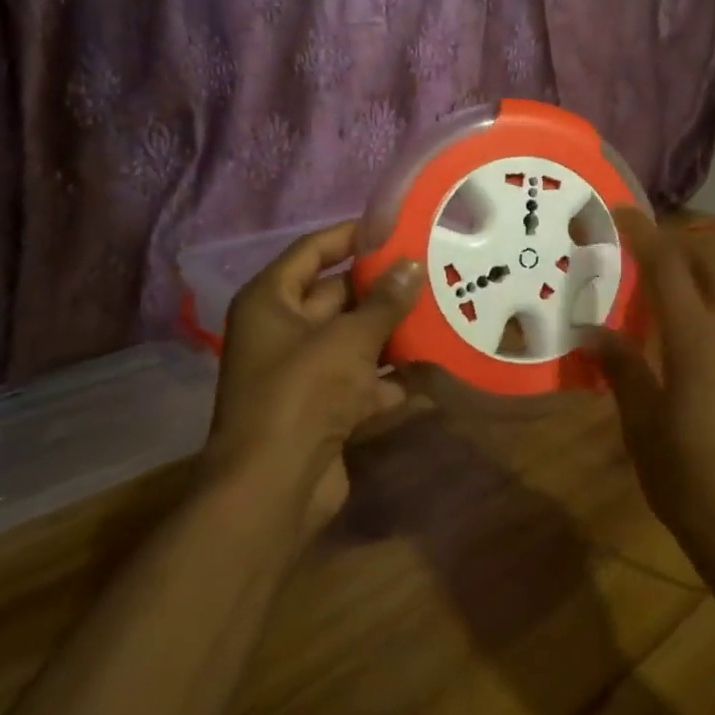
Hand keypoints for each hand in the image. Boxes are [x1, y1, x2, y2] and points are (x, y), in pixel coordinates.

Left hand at [204, 222, 421, 539]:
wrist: (274, 487)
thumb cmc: (303, 393)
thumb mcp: (349, 339)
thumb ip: (384, 301)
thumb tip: (413, 264)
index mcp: (271, 301)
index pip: (313, 251)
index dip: (352, 236)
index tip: (396, 228)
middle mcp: (282, 331)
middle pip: (338, 296)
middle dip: (383, 288)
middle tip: (433, 271)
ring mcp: (302, 372)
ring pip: (354, 340)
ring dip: (393, 333)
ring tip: (443, 311)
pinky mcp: (322, 408)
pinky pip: (362, 381)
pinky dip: (392, 377)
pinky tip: (434, 368)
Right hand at [585, 209, 714, 584]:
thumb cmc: (691, 483)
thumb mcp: (642, 426)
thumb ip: (622, 368)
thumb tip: (593, 332)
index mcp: (697, 337)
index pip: (668, 265)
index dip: (643, 233)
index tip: (621, 214)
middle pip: (712, 264)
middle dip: (680, 250)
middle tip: (650, 257)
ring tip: (694, 288)